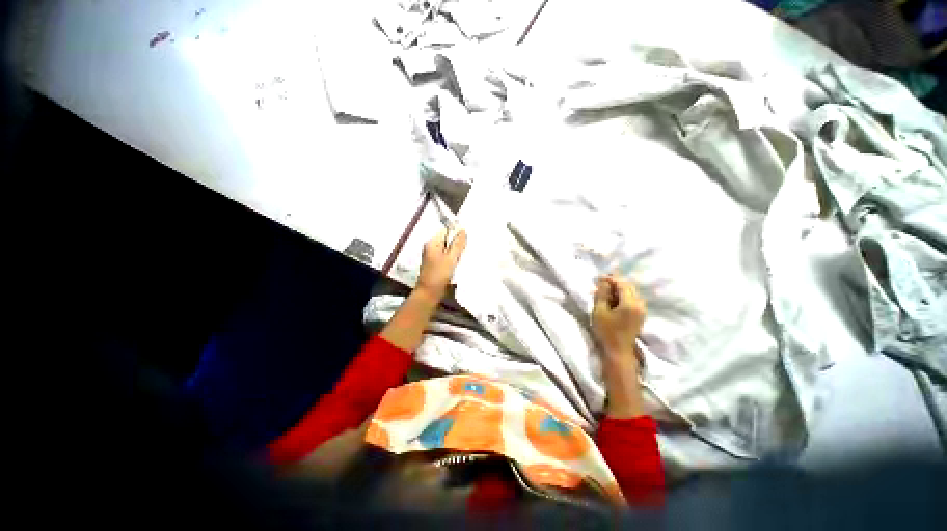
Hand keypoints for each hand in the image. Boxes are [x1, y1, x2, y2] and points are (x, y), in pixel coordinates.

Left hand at [416, 227, 466, 299]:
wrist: (429, 293)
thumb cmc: (439, 275)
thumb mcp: (451, 259)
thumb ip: (457, 244)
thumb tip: (463, 230)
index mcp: (432, 243)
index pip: (445, 230)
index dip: (456, 231)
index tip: (468, 236)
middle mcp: (431, 246)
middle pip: (447, 238)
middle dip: (457, 241)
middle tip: (469, 245)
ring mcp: (433, 255)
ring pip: (447, 247)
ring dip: (456, 250)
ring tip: (466, 253)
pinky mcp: (436, 263)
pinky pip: (446, 255)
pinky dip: (453, 256)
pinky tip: (460, 261)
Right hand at [592, 274, 646, 359]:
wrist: (618, 352)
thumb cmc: (607, 332)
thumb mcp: (600, 311)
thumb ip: (602, 294)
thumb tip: (604, 281)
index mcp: (631, 303)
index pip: (622, 284)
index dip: (611, 279)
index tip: (599, 277)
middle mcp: (640, 305)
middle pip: (628, 287)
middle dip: (615, 283)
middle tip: (600, 284)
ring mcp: (641, 310)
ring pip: (630, 293)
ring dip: (618, 290)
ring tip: (604, 292)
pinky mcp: (640, 315)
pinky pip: (631, 300)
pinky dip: (621, 297)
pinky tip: (612, 300)